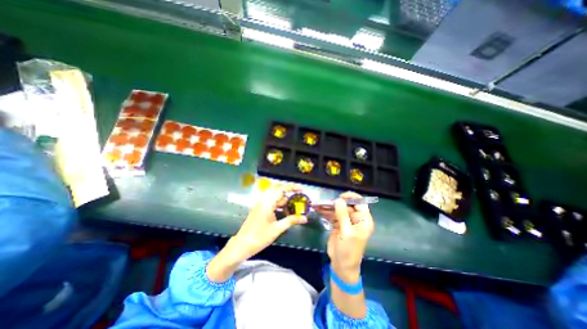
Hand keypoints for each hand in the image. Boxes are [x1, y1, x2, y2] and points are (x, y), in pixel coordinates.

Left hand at [233, 184, 308, 260]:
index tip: (301, 189)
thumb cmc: (259, 237)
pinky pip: (271, 202)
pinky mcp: (259, 208)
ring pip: (275, 197)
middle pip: (278, 191)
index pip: (281, 189)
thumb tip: (305, 218)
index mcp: (267, 203)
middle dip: (289, 195)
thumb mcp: (277, 229)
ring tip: (292, 210)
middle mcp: (263, 200)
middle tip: (298, 200)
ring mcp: (260, 204)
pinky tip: (284, 213)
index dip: (292, 187)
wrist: (242, 245)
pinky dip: (279, 205)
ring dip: (284, 202)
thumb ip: (291, 221)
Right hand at [315, 191, 373, 280]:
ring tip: (319, 204)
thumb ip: (343, 215)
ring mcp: (346, 221)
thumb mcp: (346, 232)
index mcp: (363, 220)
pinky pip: (332, 214)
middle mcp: (356, 218)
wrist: (341, 264)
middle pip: (347, 205)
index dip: (351, 198)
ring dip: (329, 206)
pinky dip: (326, 212)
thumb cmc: (348, 250)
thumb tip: (338, 200)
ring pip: (338, 209)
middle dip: (336, 202)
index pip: (360, 203)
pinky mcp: (338, 224)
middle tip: (325, 202)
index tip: (340, 196)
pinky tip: (318, 209)